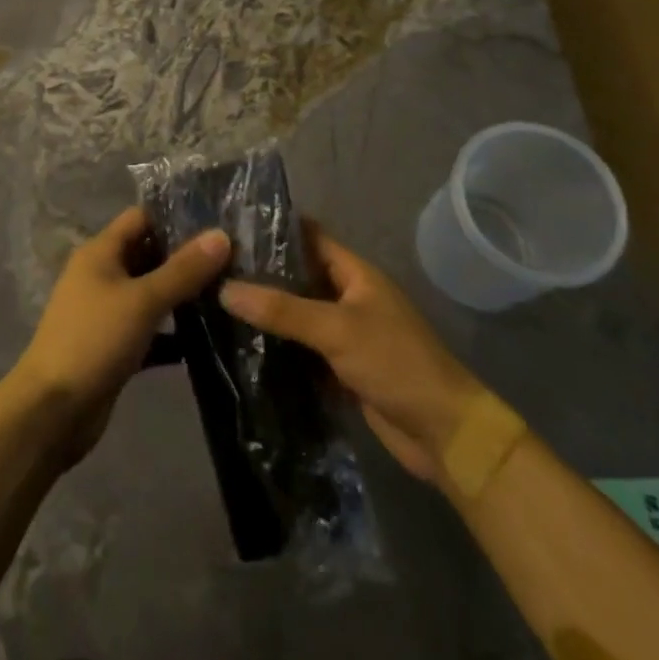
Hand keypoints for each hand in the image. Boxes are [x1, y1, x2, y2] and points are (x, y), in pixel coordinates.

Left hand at [10, 206, 230, 466]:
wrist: (52, 411)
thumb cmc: (94, 340)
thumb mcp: (143, 300)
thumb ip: (183, 269)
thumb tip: (222, 235)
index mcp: (100, 252)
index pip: (141, 218)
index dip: (176, 218)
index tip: (217, 226)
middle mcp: (102, 275)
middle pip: (148, 255)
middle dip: (186, 259)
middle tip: (234, 262)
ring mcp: (107, 312)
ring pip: (151, 294)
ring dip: (182, 296)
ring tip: (229, 295)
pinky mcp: (114, 346)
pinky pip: (149, 330)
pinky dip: (173, 334)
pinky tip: (209, 340)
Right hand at [218, 222, 483, 483]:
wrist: (444, 433)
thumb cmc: (395, 363)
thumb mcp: (336, 329)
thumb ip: (282, 309)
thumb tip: (225, 289)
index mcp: (356, 274)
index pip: (310, 237)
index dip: (275, 229)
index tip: (232, 225)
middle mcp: (350, 298)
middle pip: (300, 277)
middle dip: (263, 273)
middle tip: (214, 268)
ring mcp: (347, 335)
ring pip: (299, 315)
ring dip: (268, 313)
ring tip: (217, 303)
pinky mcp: (342, 369)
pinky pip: (304, 350)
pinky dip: (280, 349)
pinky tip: (243, 348)